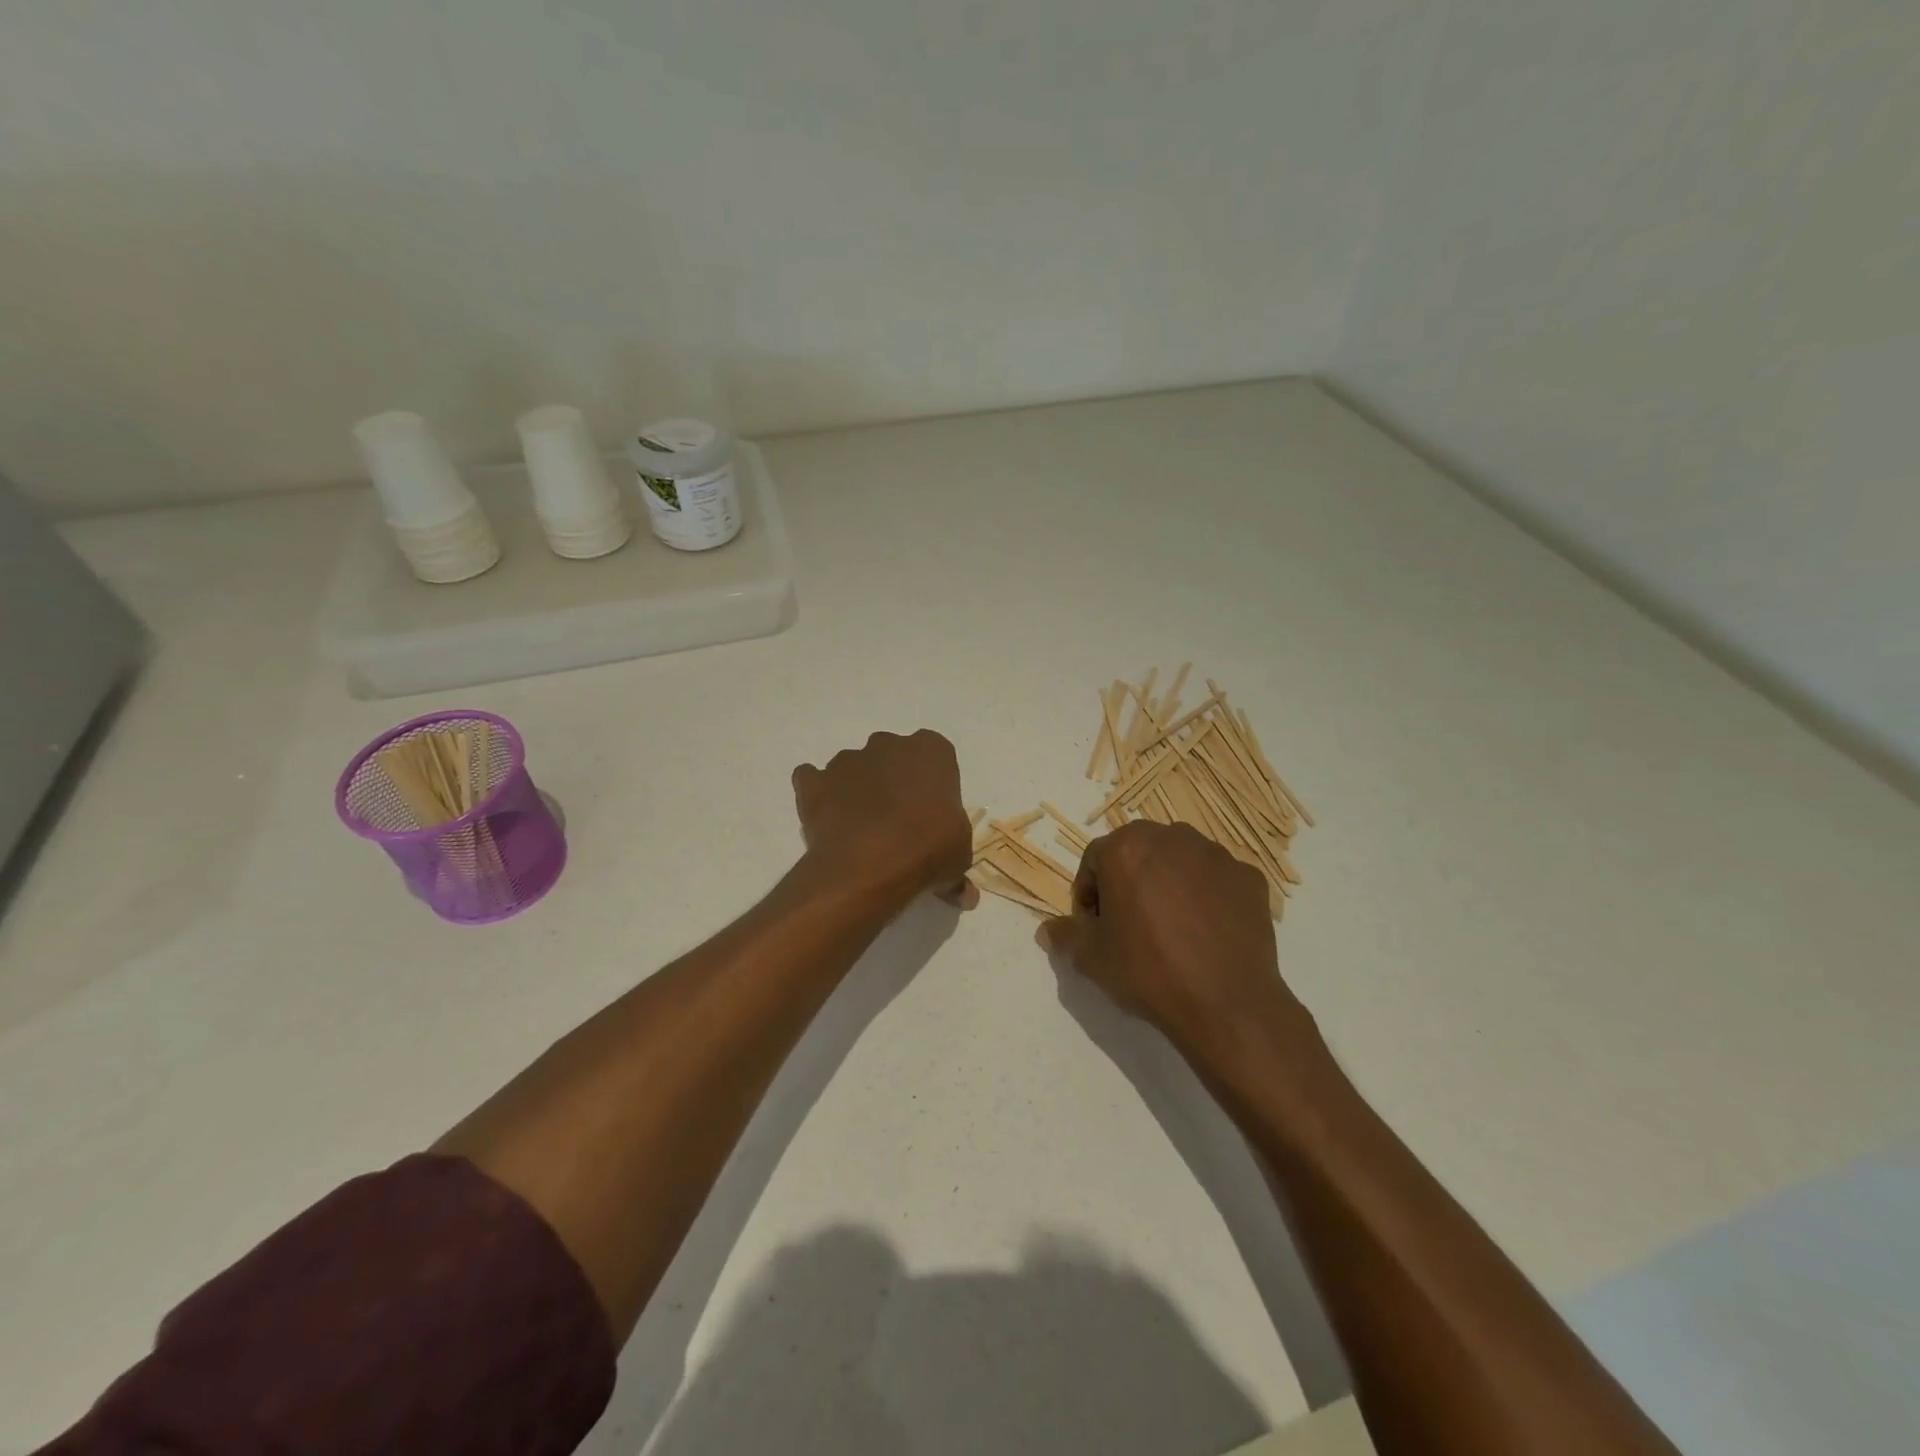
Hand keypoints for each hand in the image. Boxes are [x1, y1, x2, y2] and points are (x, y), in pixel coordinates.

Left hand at [792, 730, 974, 906]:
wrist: (871, 863)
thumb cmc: (929, 849)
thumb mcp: (958, 858)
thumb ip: (958, 868)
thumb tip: (964, 895)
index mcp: (930, 750)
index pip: (935, 757)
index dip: (931, 785)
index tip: (930, 814)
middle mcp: (887, 744)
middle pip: (892, 757)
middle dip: (893, 781)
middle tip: (898, 821)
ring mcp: (847, 760)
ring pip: (853, 768)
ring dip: (857, 790)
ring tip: (861, 830)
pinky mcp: (815, 782)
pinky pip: (813, 781)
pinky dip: (818, 795)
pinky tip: (828, 822)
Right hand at [1041, 821, 1299, 1058]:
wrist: (1227, 1003)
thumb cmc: (1149, 972)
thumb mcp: (1092, 959)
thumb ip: (1065, 935)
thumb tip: (1046, 930)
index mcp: (1126, 847)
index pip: (1095, 861)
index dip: (1089, 894)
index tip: (1096, 926)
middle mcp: (1171, 837)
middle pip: (1138, 852)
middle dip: (1128, 881)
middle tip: (1130, 925)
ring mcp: (1215, 854)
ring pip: (1179, 861)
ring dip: (1168, 883)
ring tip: (1171, 928)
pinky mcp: (1248, 876)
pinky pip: (1216, 879)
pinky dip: (1207, 896)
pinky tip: (1206, 933)